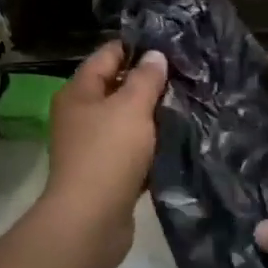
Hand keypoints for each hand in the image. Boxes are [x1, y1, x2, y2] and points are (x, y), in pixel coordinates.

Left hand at [41, 41, 168, 267]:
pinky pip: (132, 150)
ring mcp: (92, 145)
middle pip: (118, 87)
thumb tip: (155, 55)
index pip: (108, 55)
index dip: (137, 47)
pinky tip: (177, 140)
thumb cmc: (108, 153)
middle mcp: (81, 114)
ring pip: (128, 120)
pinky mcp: (106, 173)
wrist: (90, 222)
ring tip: (188, 104)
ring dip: (153, 116)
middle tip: (187, 76)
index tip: (171, 46)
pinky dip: (151, 145)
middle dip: (150, 83)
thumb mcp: (131, 107)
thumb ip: (146, 79)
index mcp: (79, 92)